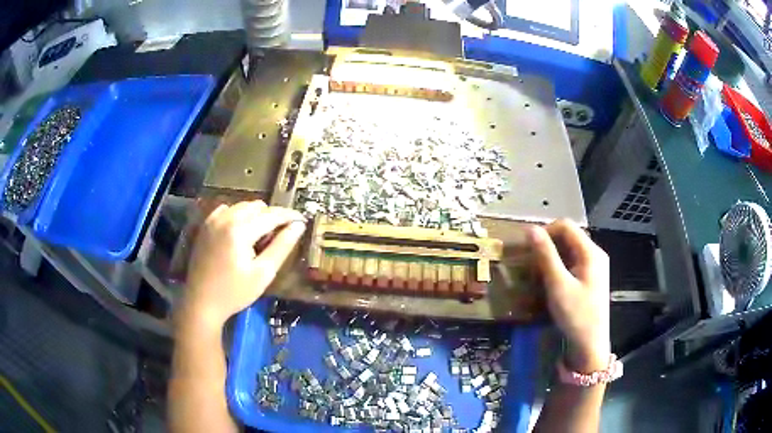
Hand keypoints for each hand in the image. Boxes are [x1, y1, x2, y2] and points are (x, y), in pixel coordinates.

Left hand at [180, 200, 305, 328]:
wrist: (202, 302)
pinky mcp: (206, 226)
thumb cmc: (235, 292)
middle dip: (271, 216)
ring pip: (242, 206)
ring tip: (259, 237)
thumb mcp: (263, 273)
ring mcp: (213, 220)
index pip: (271, 215)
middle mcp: (225, 218)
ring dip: (255, 215)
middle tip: (278, 236)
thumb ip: (282, 247)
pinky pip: (227, 210)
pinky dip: (238, 216)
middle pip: (257, 206)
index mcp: (240, 230)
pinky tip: (240, 233)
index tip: (302, 220)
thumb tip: (298, 226)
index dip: (289, 216)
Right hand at [530, 220, 610, 372]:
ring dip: (551, 257)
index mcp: (591, 252)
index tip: (528, 248)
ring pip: (569, 251)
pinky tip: (549, 282)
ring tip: (537, 274)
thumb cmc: (576, 315)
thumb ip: (546, 255)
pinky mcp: (591, 278)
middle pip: (568, 237)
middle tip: (530, 263)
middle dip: (547, 246)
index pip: (566, 226)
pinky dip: (558, 267)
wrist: (590, 345)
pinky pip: (572, 263)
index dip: (545, 231)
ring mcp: (594, 267)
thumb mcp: (558, 285)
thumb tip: (530, 229)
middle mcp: (595, 254)